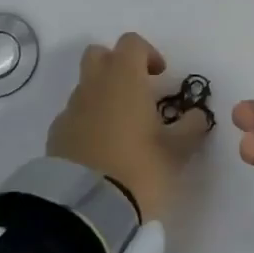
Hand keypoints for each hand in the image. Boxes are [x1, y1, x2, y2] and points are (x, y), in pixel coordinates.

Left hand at [47, 32, 209, 219]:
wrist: (85, 209)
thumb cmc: (139, 168)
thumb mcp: (177, 150)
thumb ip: (191, 127)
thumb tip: (197, 115)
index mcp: (124, 78)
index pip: (131, 43)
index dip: (148, 53)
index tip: (160, 76)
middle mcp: (93, 86)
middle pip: (99, 55)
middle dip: (117, 65)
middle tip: (137, 91)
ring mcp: (70, 110)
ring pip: (85, 87)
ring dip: (102, 96)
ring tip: (122, 129)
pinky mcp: (56, 136)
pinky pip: (74, 116)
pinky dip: (87, 122)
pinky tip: (101, 150)